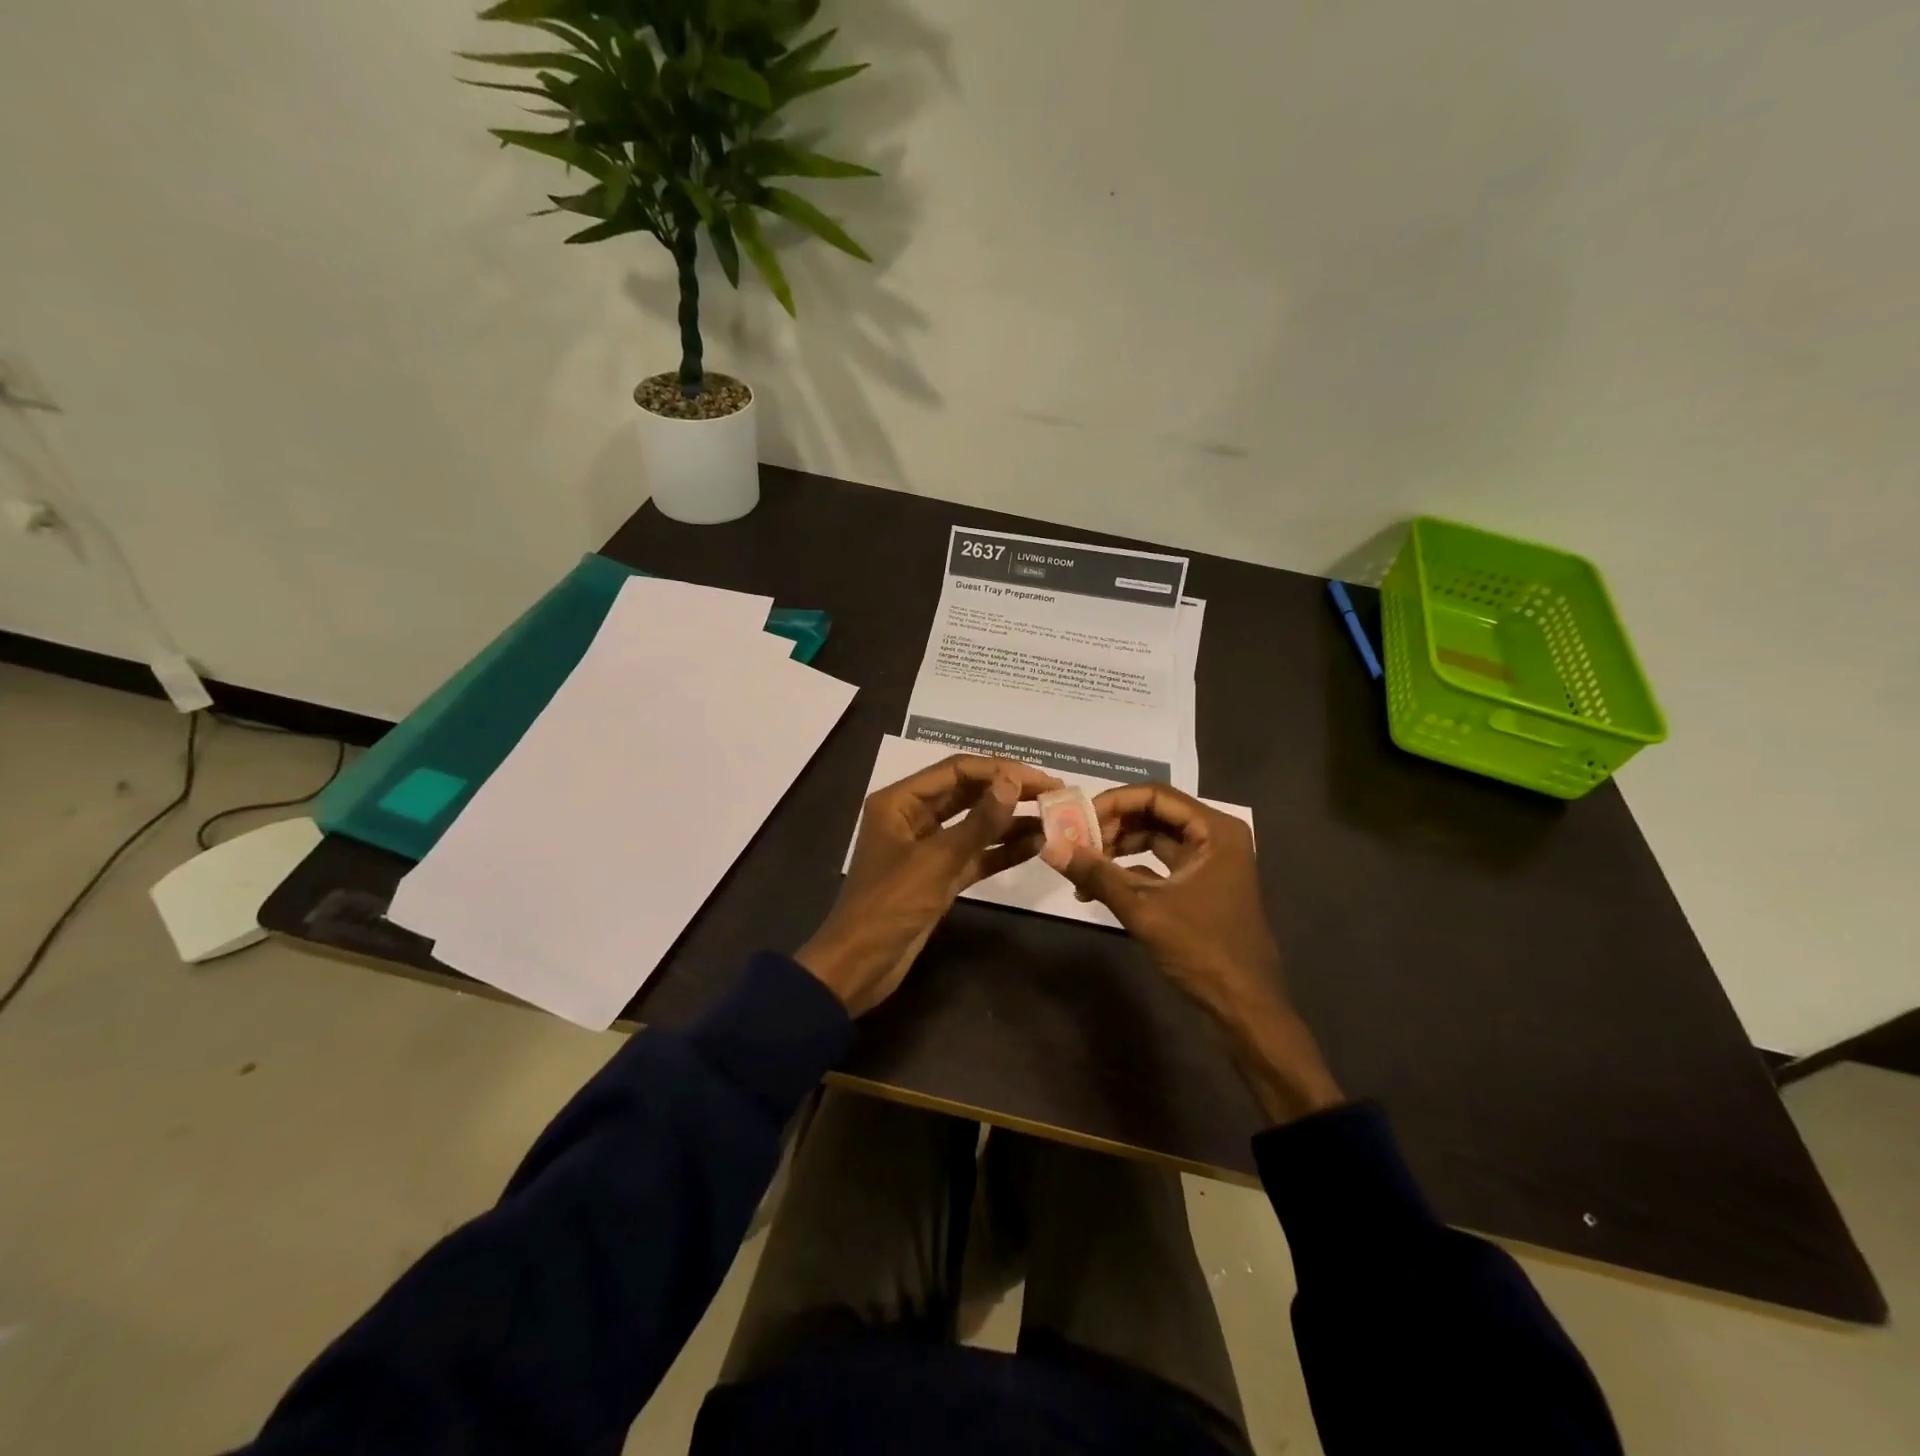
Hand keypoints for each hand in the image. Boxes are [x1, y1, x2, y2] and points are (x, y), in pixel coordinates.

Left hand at [797, 755, 1061, 1015]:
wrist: (860, 966)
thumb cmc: (890, 904)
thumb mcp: (937, 860)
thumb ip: (978, 822)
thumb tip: (1013, 782)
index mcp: (900, 801)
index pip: (956, 771)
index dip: (1000, 770)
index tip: (1041, 778)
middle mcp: (912, 817)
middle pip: (967, 794)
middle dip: (1009, 792)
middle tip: (1055, 794)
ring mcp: (927, 848)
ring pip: (974, 825)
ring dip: (1010, 821)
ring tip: (1054, 818)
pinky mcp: (939, 877)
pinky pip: (975, 855)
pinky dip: (1002, 850)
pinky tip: (1036, 845)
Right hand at [1041, 783, 1344, 1123]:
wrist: (1246, 1009)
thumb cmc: (1203, 950)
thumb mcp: (1144, 909)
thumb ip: (1096, 874)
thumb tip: (1050, 846)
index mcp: (1215, 830)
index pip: (1155, 795)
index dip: (1112, 803)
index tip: (1076, 820)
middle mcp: (1215, 837)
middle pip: (1153, 814)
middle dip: (1111, 828)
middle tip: (1076, 845)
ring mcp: (1209, 863)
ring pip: (1154, 840)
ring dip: (1116, 851)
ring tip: (1082, 869)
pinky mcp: (1200, 887)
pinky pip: (1158, 866)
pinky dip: (1129, 872)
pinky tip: (1098, 890)